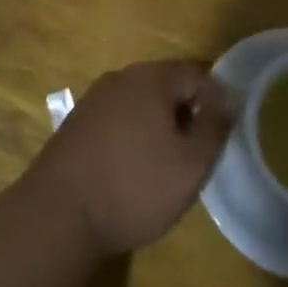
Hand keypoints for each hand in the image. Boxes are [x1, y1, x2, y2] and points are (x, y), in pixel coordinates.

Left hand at [26, 61, 234, 255]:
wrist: (58, 212)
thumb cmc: (134, 186)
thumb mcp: (190, 164)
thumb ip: (214, 128)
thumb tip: (229, 99)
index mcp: (151, 78)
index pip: (196, 74)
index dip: (217, 99)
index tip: (225, 131)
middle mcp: (121, 77)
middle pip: (166, 84)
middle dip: (187, 110)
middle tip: (200, 148)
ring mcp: (94, 98)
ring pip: (140, 101)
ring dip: (159, 122)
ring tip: (169, 159)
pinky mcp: (76, 123)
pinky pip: (117, 117)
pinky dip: (133, 132)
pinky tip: (133, 165)